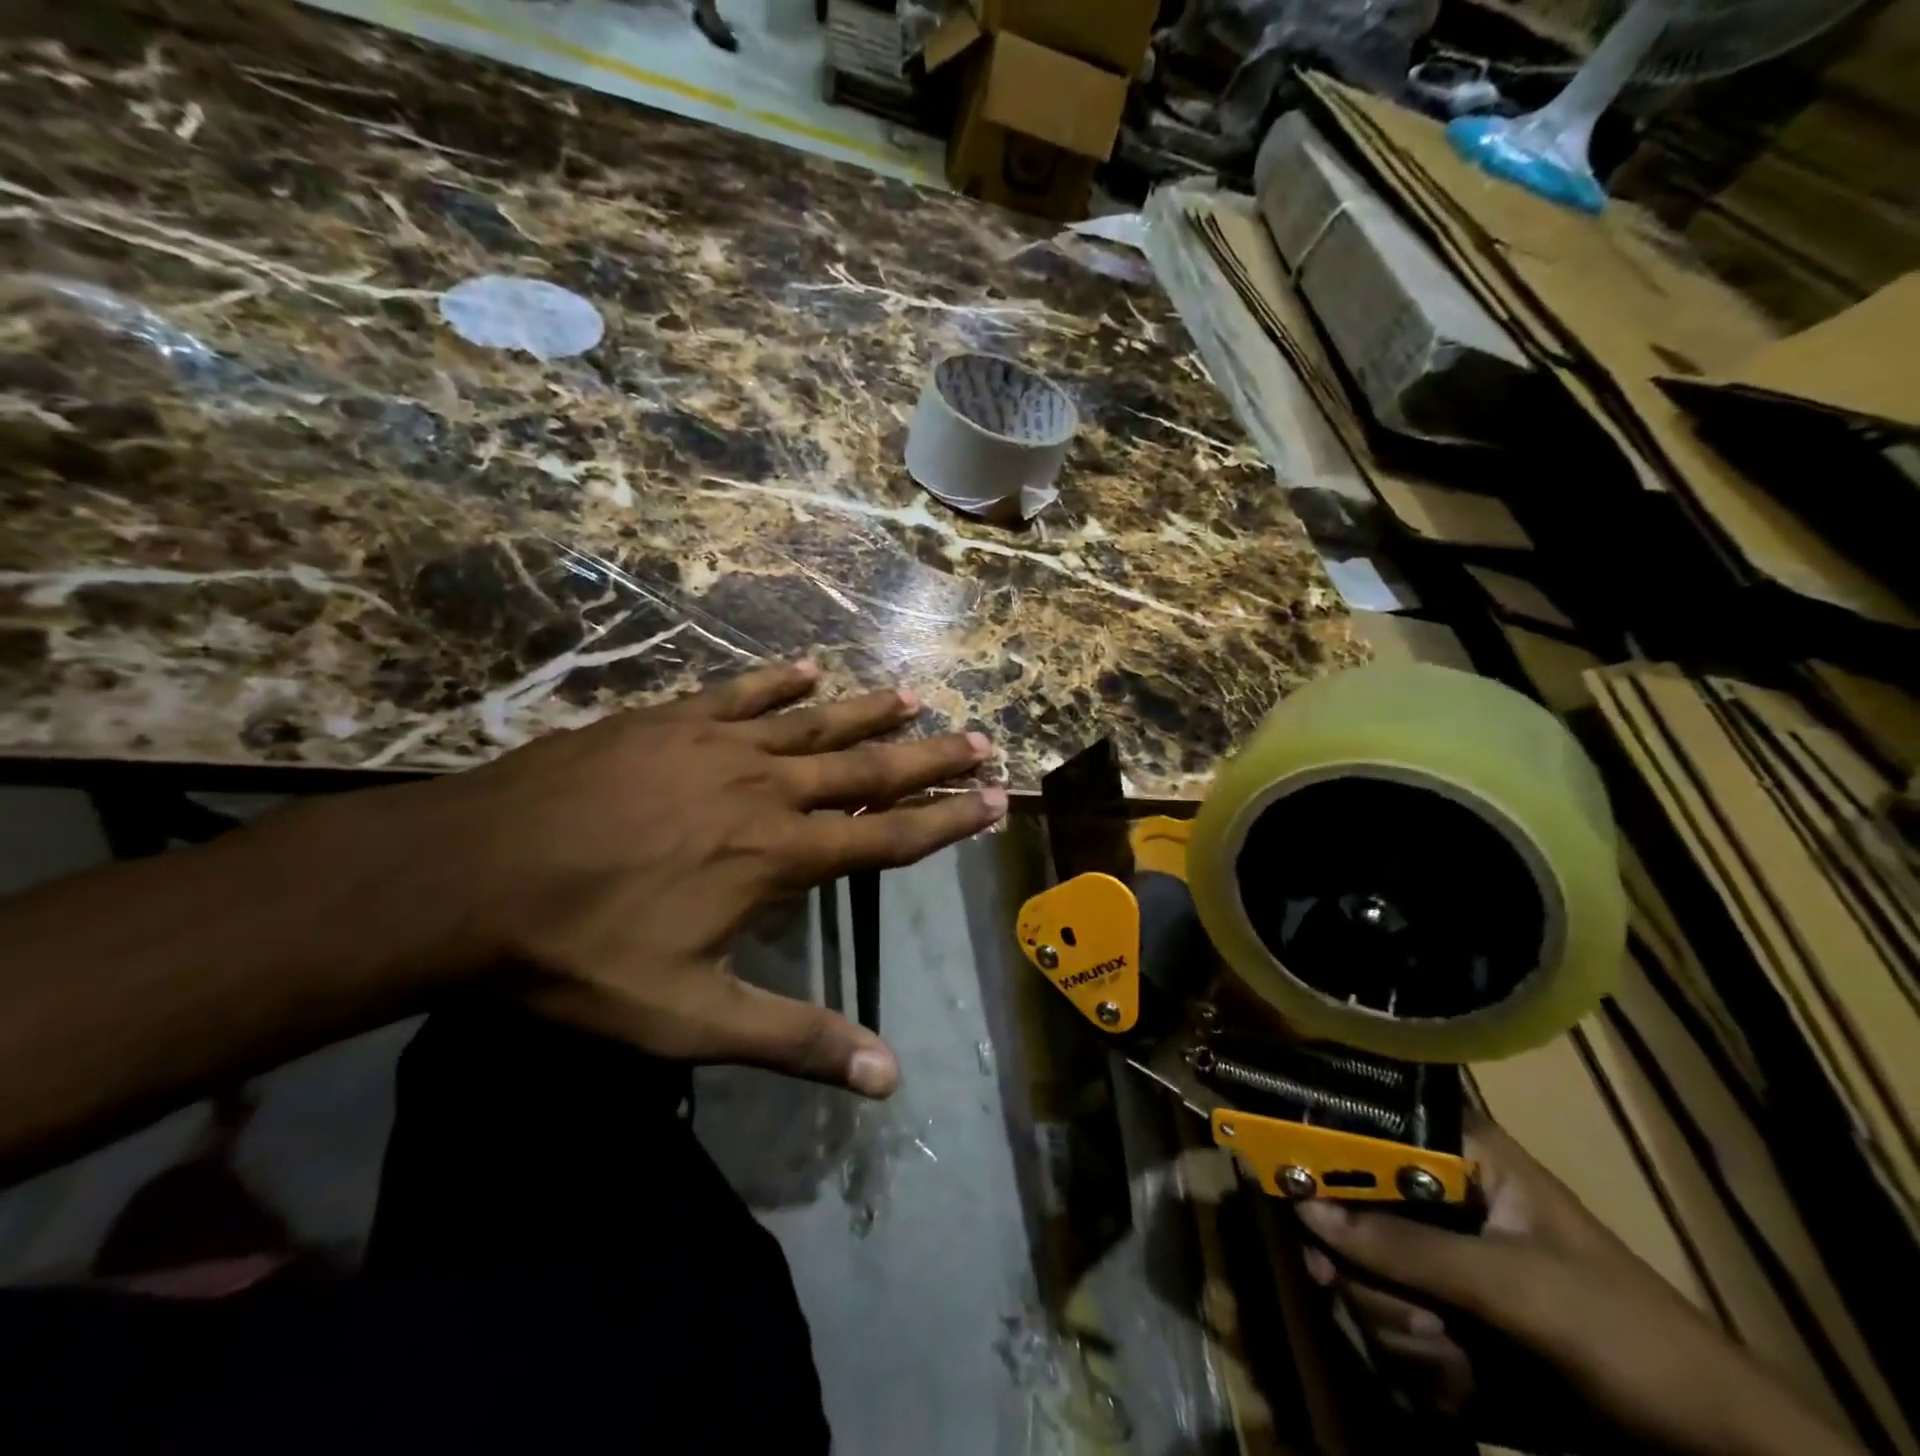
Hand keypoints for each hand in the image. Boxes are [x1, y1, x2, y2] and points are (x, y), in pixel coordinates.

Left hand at [376, 660, 1003, 1098]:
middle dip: (930, 756)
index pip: (888, 835)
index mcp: (779, 855)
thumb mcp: (690, 1017)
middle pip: (867, 768)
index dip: (947, 820)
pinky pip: (739, 693)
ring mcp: (714, 745)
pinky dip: (779, 680)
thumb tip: (889, 1079)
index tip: (995, 800)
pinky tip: (808, 667)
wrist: (468, 876)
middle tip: (980, 738)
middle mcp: (763, 789)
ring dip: (868, 711)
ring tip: (914, 696)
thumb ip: (794, 1040)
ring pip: (813, 722)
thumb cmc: (582, 954)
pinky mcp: (666, 721)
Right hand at [1296, 1109, 1864, 1455]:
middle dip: (1365, 1273)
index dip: (1315, 1141)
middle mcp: (1436, 1200)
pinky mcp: (1445, 1323)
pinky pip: (1389, 1332)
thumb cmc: (1627, 1341)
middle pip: (1348, 1212)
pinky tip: (1472, 1390)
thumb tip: (1304, 1210)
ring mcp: (1439, 1266)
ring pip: (1363, 1279)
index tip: (1274, 1169)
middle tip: (1356, 1294)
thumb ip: (1408, 1248)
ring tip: (1462, 1362)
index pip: (1365, 1123)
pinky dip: (1422, 1369)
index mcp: (1459, 1158)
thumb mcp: (1517, 1290)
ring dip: (1402, 1332)